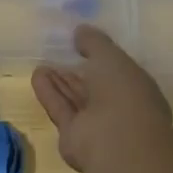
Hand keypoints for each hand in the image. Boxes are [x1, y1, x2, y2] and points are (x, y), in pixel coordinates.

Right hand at [32, 25, 172, 172]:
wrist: (116, 142)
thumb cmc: (124, 93)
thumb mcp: (111, 57)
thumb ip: (95, 43)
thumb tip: (81, 30)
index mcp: (136, 88)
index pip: (116, 70)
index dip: (100, 56)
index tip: (81, 43)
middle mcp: (117, 107)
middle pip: (92, 86)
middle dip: (76, 70)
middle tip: (57, 52)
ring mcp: (96, 124)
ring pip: (75, 98)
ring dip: (59, 81)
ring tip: (42, 63)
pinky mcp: (73, 136)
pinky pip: (61, 109)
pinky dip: (49, 93)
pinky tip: (36, 75)